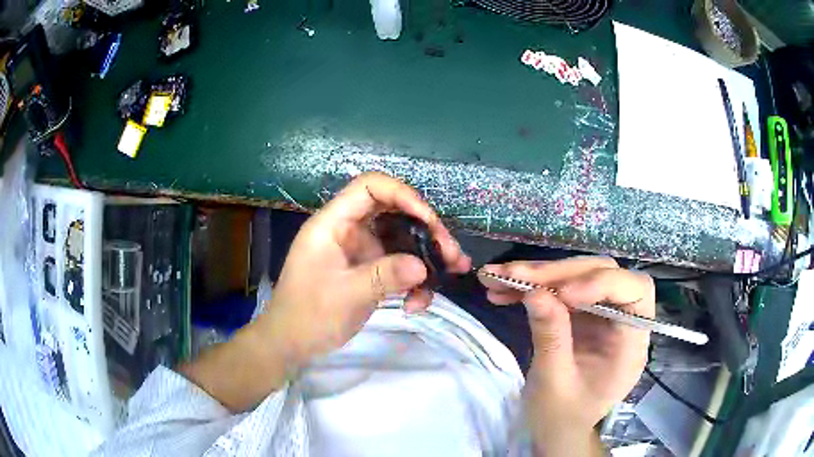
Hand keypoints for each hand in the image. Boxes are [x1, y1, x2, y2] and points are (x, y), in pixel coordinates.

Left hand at [257, 172, 470, 369]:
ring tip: (452, 272)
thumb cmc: (308, 315)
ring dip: (428, 256)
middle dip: (427, 230)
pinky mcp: (369, 271)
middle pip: (394, 212)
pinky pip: (398, 266)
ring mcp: (361, 251)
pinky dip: (414, 280)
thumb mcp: (346, 295)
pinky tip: (418, 303)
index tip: (429, 221)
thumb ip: (385, 276)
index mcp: (334, 223)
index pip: (370, 187)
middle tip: (451, 254)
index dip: (402, 194)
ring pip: (402, 240)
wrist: (292, 343)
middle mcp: (350, 230)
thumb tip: (423, 266)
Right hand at [479, 257, 653, 453]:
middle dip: (558, 273)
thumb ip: (550, 338)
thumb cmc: (562, 418)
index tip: (562, 293)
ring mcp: (600, 315)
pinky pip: (559, 289)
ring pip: (578, 276)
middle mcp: (622, 321)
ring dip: (538, 275)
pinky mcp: (581, 314)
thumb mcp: (553, 384)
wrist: (555, 431)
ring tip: (497, 278)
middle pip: (602, 274)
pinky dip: (531, 287)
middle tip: (514, 276)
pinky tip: (502, 290)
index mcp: (631, 344)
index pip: (635, 292)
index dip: (603, 283)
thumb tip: (534, 292)